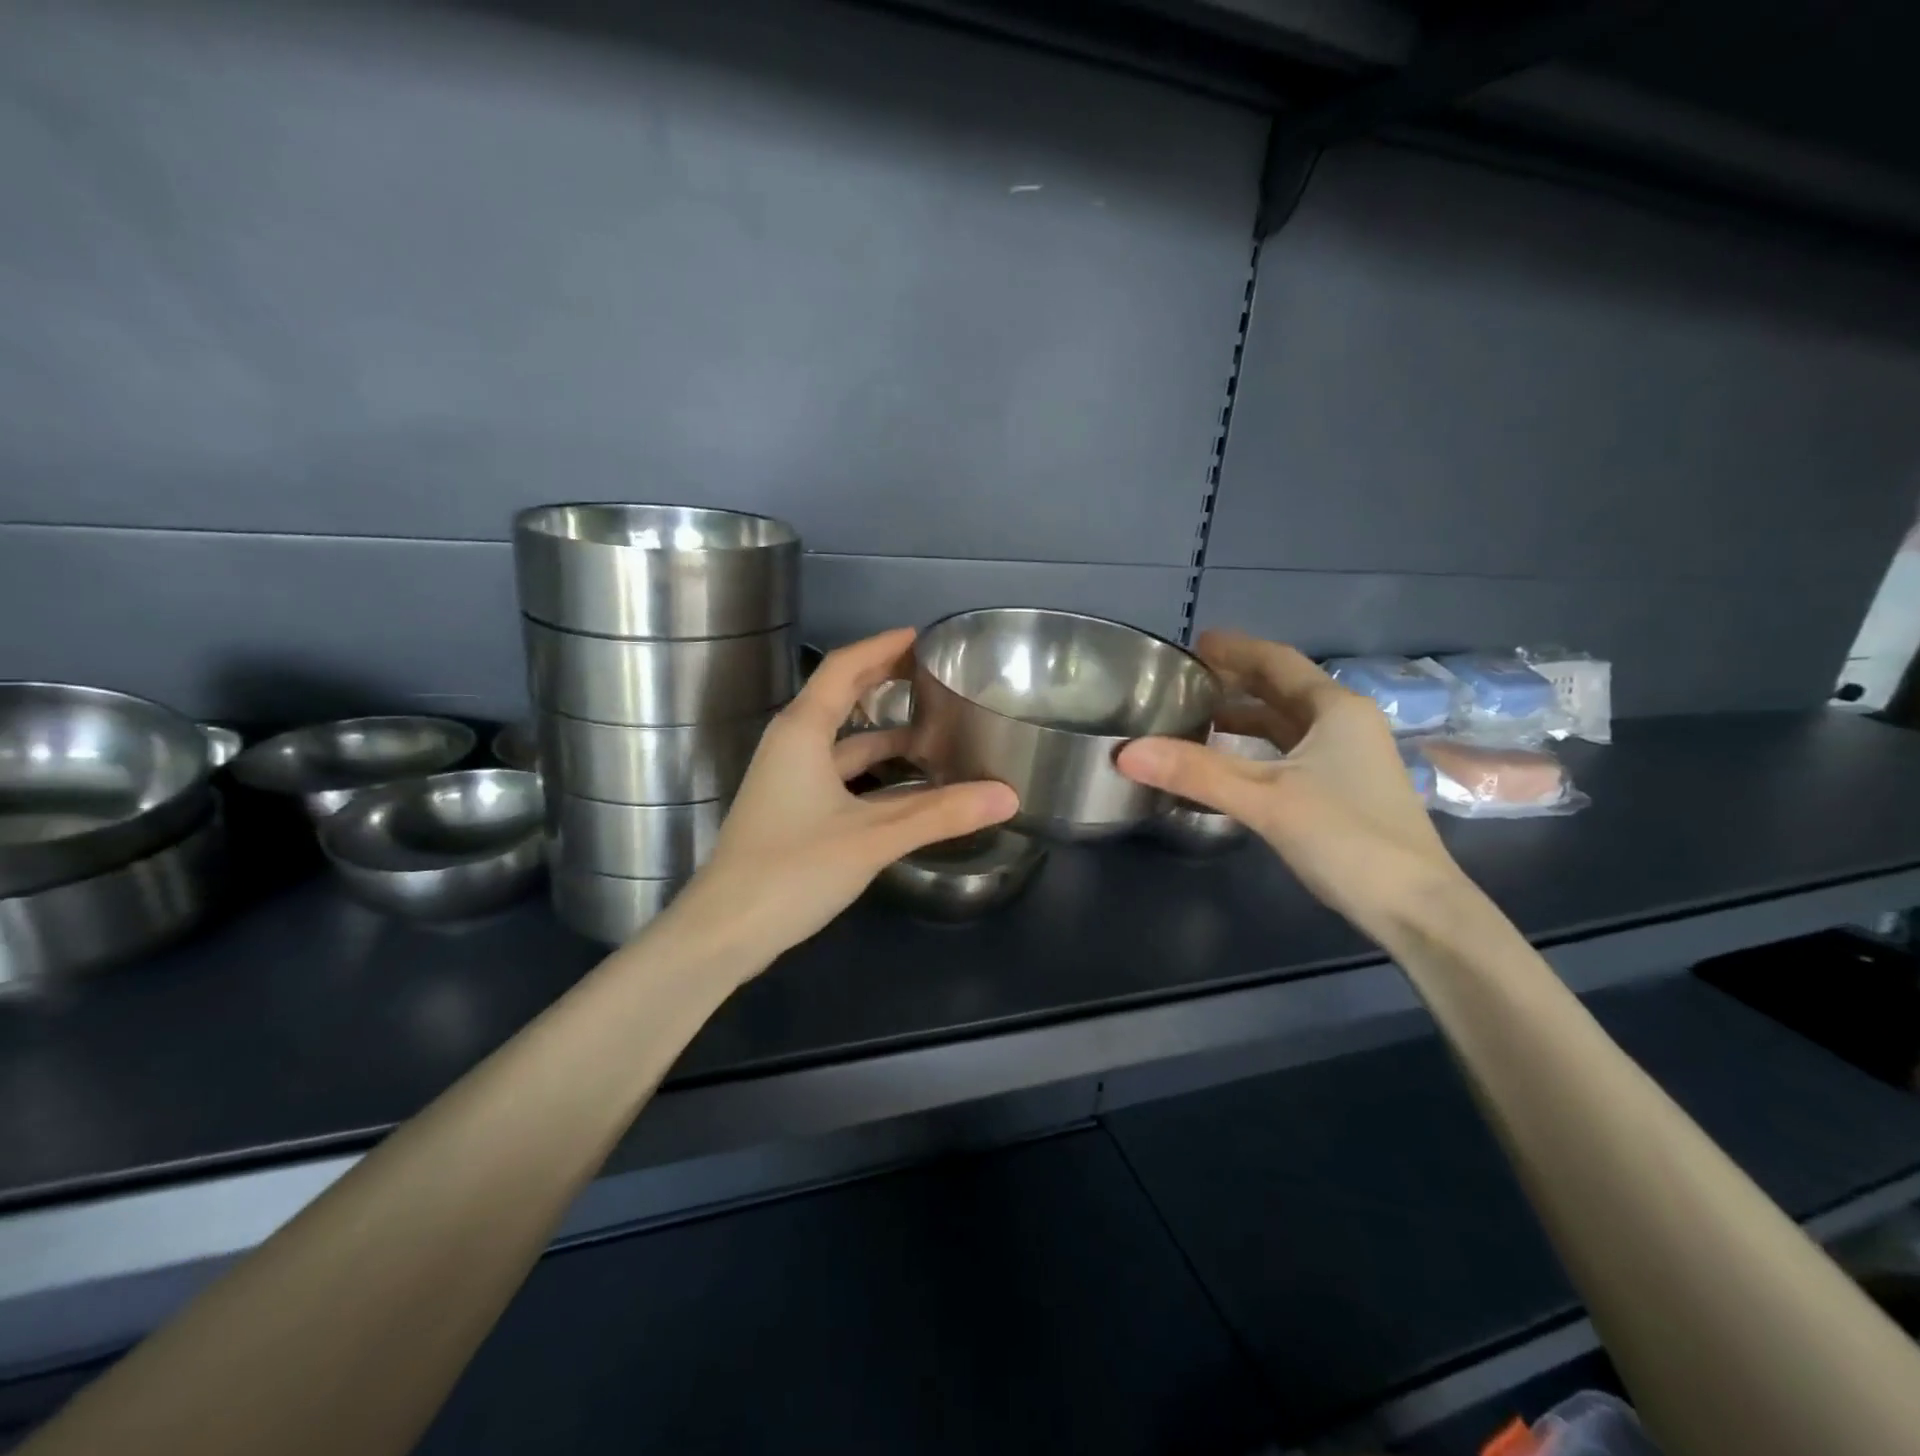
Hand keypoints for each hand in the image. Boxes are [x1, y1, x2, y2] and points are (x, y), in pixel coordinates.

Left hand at [658, 628, 1018, 968]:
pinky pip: (841, 772)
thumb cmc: (793, 869)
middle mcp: (792, 744)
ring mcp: (789, 778)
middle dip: (884, 680)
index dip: (883, 646)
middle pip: (841, 696)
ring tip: (934, 726)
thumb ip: (941, 814)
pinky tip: (908, 783)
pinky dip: (874, 769)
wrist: (724, 931)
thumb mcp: (873, 838)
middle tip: (933, 673)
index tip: (923, 638)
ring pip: (843, 740)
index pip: (844, 668)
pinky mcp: (793, 809)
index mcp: (803, 731)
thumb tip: (1007, 795)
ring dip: (884, 731)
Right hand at [1117, 630, 1463, 939]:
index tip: (1194, 643)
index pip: (1277, 661)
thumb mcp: (1265, 799)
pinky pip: (1290, 753)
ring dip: (1245, 716)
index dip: (1235, 649)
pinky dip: (1256, 748)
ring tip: (1197, 716)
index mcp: (1335, 709)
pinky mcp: (1342, 791)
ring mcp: (1348, 759)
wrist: (1416, 907)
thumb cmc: (1346, 838)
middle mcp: (1345, 724)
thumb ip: (1196, 773)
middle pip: (1282, 689)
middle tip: (1187, 678)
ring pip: (1287, 724)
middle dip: (1236, 680)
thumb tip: (1126, 752)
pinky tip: (1228, 763)